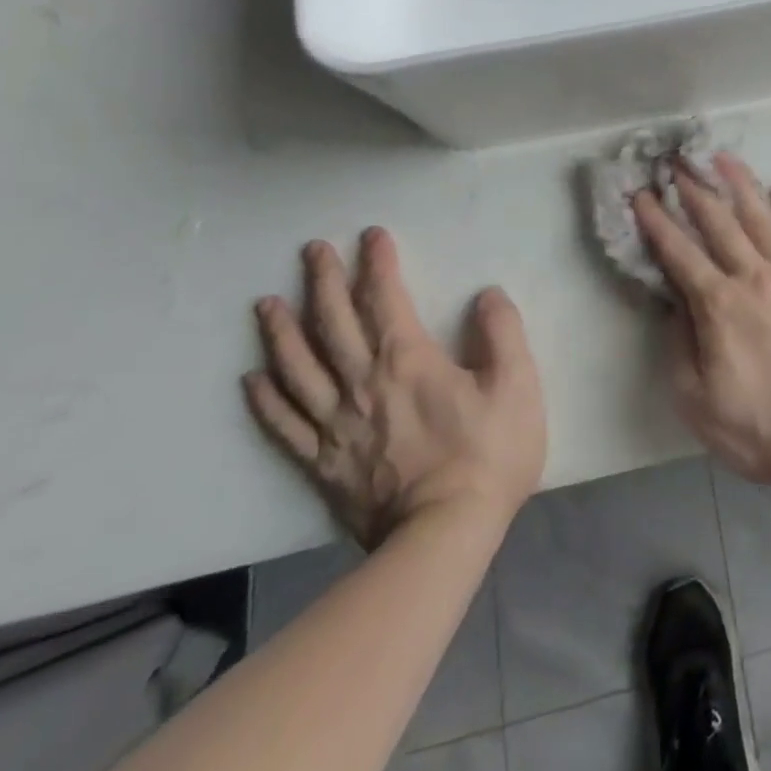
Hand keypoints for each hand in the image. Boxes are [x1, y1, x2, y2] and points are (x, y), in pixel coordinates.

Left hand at [244, 228, 546, 550]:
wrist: (443, 535)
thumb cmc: (489, 454)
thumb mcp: (517, 384)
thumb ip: (502, 333)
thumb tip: (486, 295)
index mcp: (408, 361)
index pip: (386, 299)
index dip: (378, 264)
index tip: (372, 235)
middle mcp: (362, 384)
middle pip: (333, 324)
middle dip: (323, 282)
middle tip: (311, 251)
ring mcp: (335, 425)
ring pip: (298, 368)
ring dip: (281, 332)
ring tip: (267, 303)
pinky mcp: (322, 464)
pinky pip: (284, 425)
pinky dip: (266, 399)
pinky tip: (252, 379)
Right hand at [635, 154, 770, 484]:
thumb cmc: (759, 427)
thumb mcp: (697, 400)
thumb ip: (680, 346)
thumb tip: (674, 304)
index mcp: (718, 305)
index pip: (679, 253)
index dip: (657, 222)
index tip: (641, 194)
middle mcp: (754, 277)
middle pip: (719, 224)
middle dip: (694, 190)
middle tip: (678, 161)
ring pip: (762, 219)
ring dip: (741, 186)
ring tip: (724, 158)